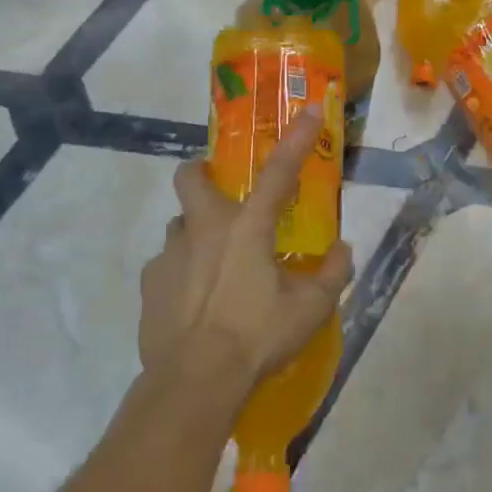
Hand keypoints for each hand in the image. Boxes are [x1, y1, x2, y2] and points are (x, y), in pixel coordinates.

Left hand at [139, 106, 353, 391]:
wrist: (194, 381)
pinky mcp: (149, 284)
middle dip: (202, 172)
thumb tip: (342, 250)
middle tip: (222, 192)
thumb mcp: (310, 309)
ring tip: (214, 265)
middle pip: (191, 177)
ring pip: (179, 225)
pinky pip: (165, 265)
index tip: (309, 110)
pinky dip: (181, 272)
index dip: (297, 139)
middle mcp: (203, 229)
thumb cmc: (257, 337)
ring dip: (196, 233)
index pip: (278, 172)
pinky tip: (194, 301)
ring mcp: (169, 255)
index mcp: (247, 227)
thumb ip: (332, 274)